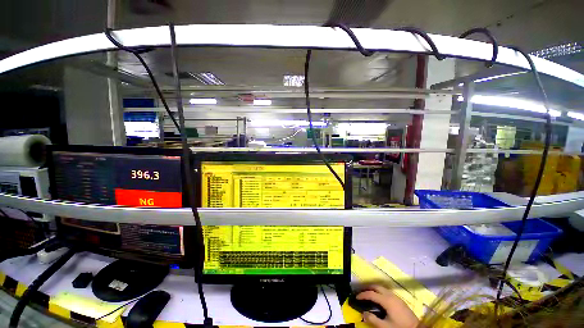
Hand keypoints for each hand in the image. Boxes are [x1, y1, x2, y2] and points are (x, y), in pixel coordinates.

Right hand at [357, 285, 418, 327]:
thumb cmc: (400, 327)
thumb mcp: (385, 327)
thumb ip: (373, 319)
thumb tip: (363, 313)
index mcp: (386, 300)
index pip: (371, 294)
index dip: (362, 294)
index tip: (356, 296)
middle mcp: (391, 295)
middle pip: (377, 287)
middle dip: (368, 288)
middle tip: (361, 292)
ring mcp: (396, 297)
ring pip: (382, 288)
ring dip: (374, 289)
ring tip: (369, 294)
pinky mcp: (400, 300)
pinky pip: (387, 292)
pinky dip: (380, 292)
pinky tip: (379, 299)